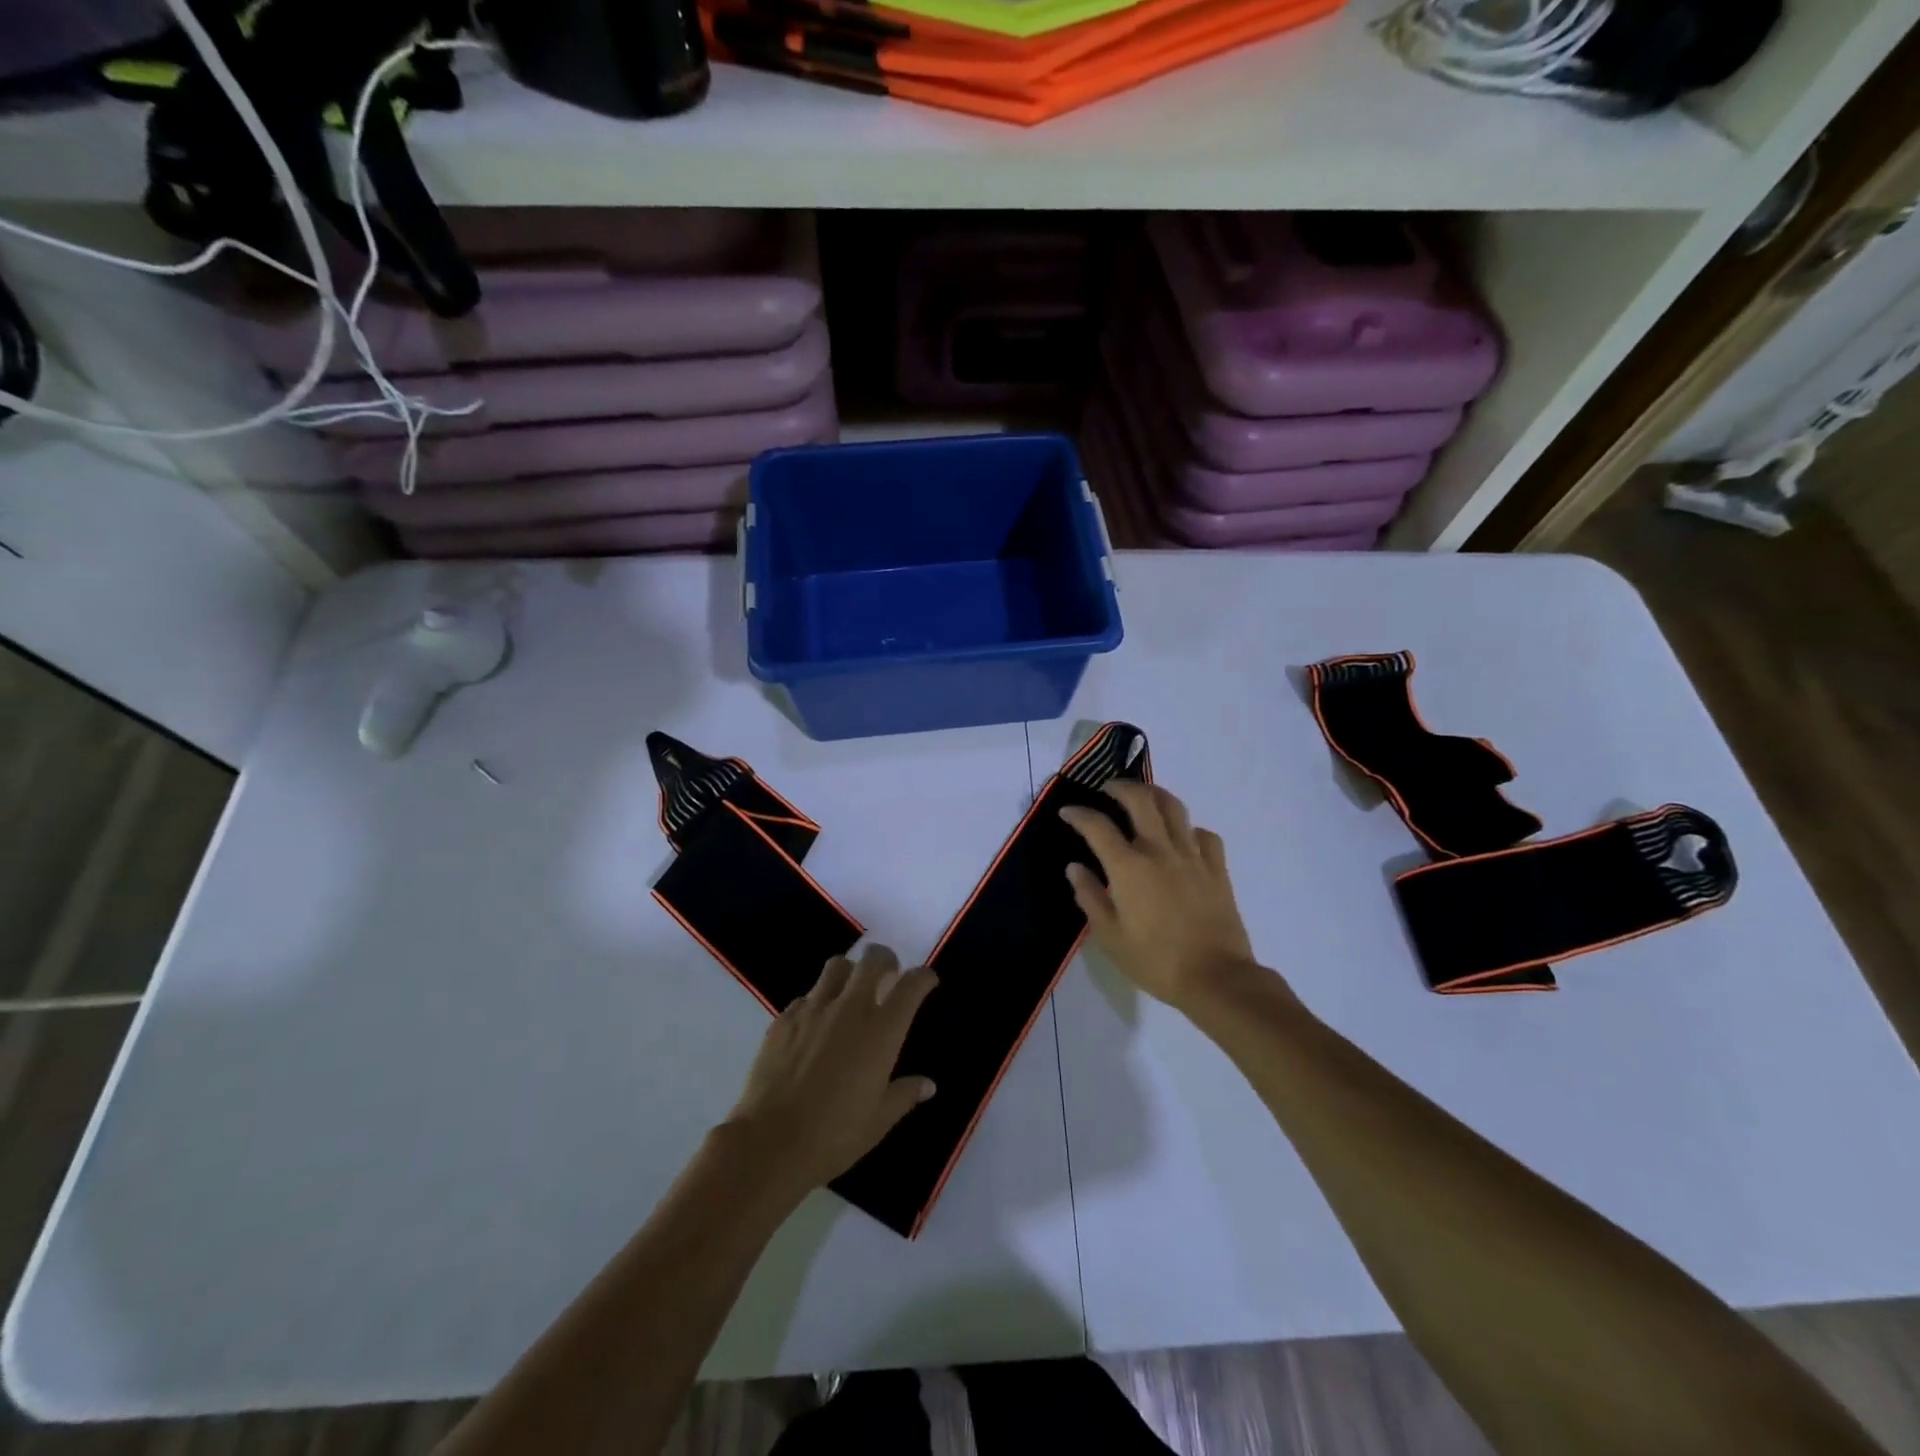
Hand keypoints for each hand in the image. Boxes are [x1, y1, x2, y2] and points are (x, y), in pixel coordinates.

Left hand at [725, 945, 937, 1195]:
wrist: (770, 1142)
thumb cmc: (834, 1134)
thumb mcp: (879, 1120)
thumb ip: (905, 1095)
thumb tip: (928, 1085)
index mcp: (881, 1030)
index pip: (911, 985)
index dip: (923, 977)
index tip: (927, 981)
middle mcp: (850, 1008)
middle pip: (873, 959)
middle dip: (886, 959)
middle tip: (889, 974)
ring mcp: (814, 1009)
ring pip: (837, 966)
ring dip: (850, 972)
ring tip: (850, 991)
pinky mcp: (784, 1018)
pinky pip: (806, 996)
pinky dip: (817, 1001)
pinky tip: (815, 1025)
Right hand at [1060, 781, 1264, 1010]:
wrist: (1216, 978)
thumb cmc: (1155, 961)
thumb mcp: (1110, 937)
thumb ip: (1089, 897)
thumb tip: (1075, 867)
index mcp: (1129, 867)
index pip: (1098, 826)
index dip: (1079, 814)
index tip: (1067, 812)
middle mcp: (1160, 851)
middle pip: (1140, 800)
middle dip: (1120, 787)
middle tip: (1108, 790)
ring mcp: (1192, 856)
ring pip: (1174, 808)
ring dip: (1154, 794)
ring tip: (1143, 797)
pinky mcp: (1217, 868)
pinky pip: (1204, 835)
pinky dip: (1189, 828)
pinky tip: (1182, 837)